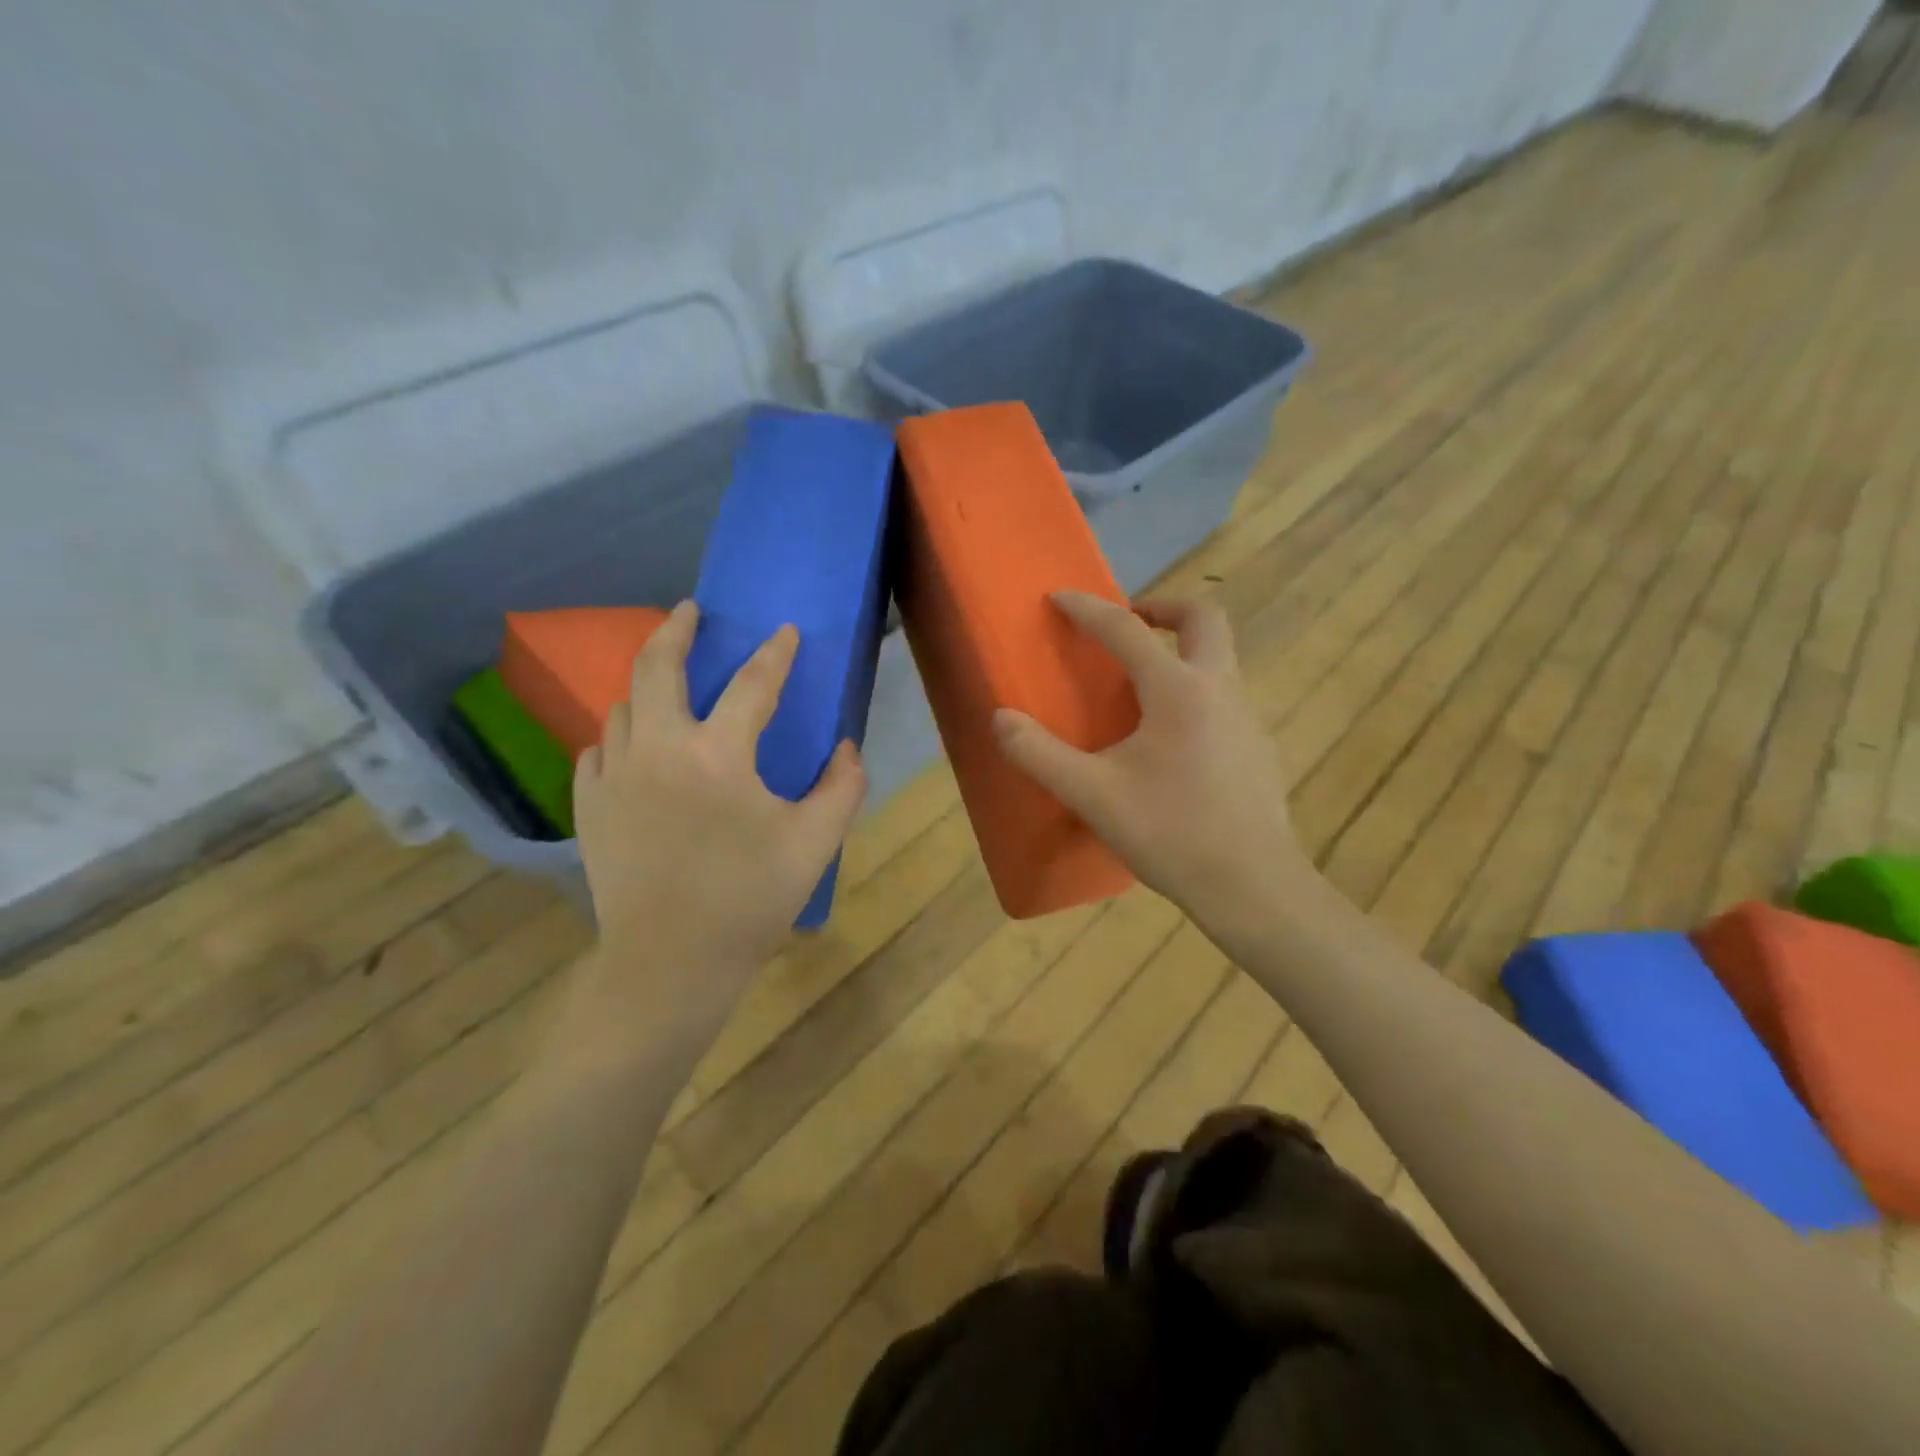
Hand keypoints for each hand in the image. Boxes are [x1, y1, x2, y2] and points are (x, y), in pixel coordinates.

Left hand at [562, 602, 866, 1067]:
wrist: (670, 962)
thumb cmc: (749, 899)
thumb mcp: (815, 843)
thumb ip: (841, 787)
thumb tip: (846, 747)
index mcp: (718, 756)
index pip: (753, 685)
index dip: (774, 654)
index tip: (785, 631)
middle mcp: (658, 750)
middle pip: (657, 667)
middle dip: (676, 630)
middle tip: (690, 612)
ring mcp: (615, 776)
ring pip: (623, 706)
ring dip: (648, 685)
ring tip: (666, 682)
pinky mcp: (590, 805)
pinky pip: (599, 749)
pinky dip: (620, 735)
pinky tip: (634, 746)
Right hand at [991, 593, 1312, 949]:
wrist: (1251, 887)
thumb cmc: (1169, 833)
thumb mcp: (1092, 795)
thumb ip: (1039, 754)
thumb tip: (1000, 719)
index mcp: (1177, 691)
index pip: (1126, 630)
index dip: (1087, 609)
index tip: (1059, 598)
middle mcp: (1220, 690)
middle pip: (1204, 619)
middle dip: (1162, 608)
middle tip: (1128, 624)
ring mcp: (1248, 719)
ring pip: (1220, 659)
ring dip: (1182, 652)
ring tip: (1142, 687)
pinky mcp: (1258, 750)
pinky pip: (1225, 699)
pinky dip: (1195, 693)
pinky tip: (1172, 743)